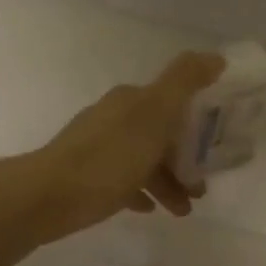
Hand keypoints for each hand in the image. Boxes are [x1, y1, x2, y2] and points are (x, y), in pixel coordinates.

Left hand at [11, 51, 224, 246]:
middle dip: (186, 158)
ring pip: (145, 160)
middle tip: (202, 187)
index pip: (175, 102)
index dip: (199, 123)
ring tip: (183, 210)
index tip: (218, 146)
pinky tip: (151, 209)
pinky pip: (124, 181)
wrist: (47, 196)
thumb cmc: (109, 156)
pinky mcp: (86, 176)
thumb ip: (185, 81)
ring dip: (168, 181)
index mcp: (132, 100)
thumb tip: (216, 56)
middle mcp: (115, 117)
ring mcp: (98, 147)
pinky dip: (142, 191)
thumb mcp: (155, 113)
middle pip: (161, 134)